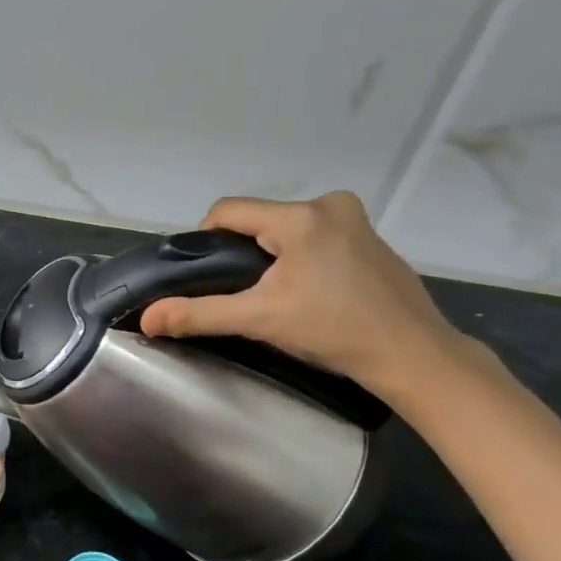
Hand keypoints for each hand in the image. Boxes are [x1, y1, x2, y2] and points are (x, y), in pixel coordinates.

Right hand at [139, 192, 470, 400]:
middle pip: (258, 219)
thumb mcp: (260, 320)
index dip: (206, 241)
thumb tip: (147, 319)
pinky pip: (315, 236)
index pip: (228, 211)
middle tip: (244, 294)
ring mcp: (355, 219)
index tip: (210, 278)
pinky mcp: (371, 238)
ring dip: (272, 256)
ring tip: (277, 296)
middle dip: (243, 253)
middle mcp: (329, 204)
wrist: (414, 356)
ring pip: (286, 228)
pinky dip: (301, 257)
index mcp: (301, 216)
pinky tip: (312, 293)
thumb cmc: (334, 331)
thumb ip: (198, 314)